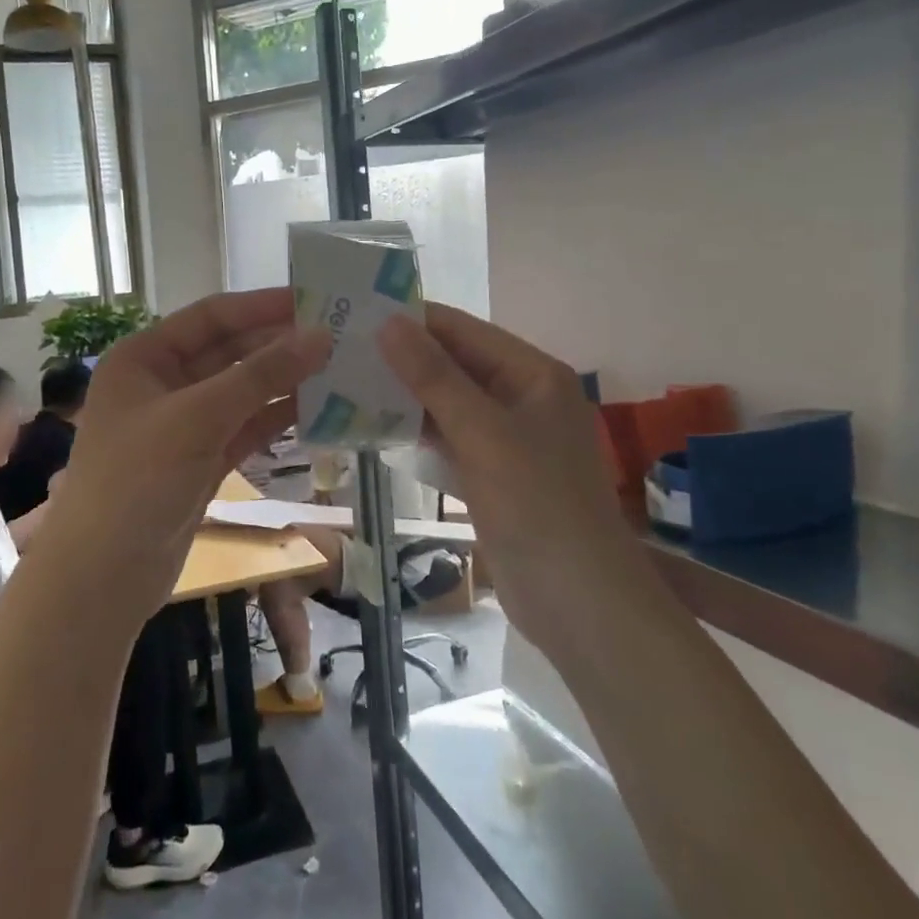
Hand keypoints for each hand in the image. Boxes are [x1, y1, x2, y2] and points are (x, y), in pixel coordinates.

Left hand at [36, 289, 329, 620]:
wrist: (103, 578)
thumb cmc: (138, 481)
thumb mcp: (198, 418)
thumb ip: (261, 376)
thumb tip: (321, 336)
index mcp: (145, 357)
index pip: (212, 316)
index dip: (263, 306)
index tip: (317, 299)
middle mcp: (163, 383)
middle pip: (230, 352)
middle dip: (280, 345)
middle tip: (340, 336)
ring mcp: (184, 424)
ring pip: (243, 391)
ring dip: (285, 382)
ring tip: (340, 369)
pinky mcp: (202, 460)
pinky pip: (246, 427)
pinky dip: (278, 419)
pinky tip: (319, 410)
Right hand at [379, 304, 639, 657]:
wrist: (577, 602)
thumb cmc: (536, 505)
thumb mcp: (482, 433)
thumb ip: (434, 376)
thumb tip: (389, 323)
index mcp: (533, 374)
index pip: (464, 330)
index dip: (413, 320)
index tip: (356, 316)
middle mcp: (523, 396)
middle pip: (456, 364)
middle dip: (404, 358)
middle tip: (342, 351)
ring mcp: (508, 437)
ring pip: (449, 402)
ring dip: (406, 395)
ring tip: (347, 382)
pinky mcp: (493, 472)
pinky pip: (450, 438)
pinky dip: (417, 431)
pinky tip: (376, 427)